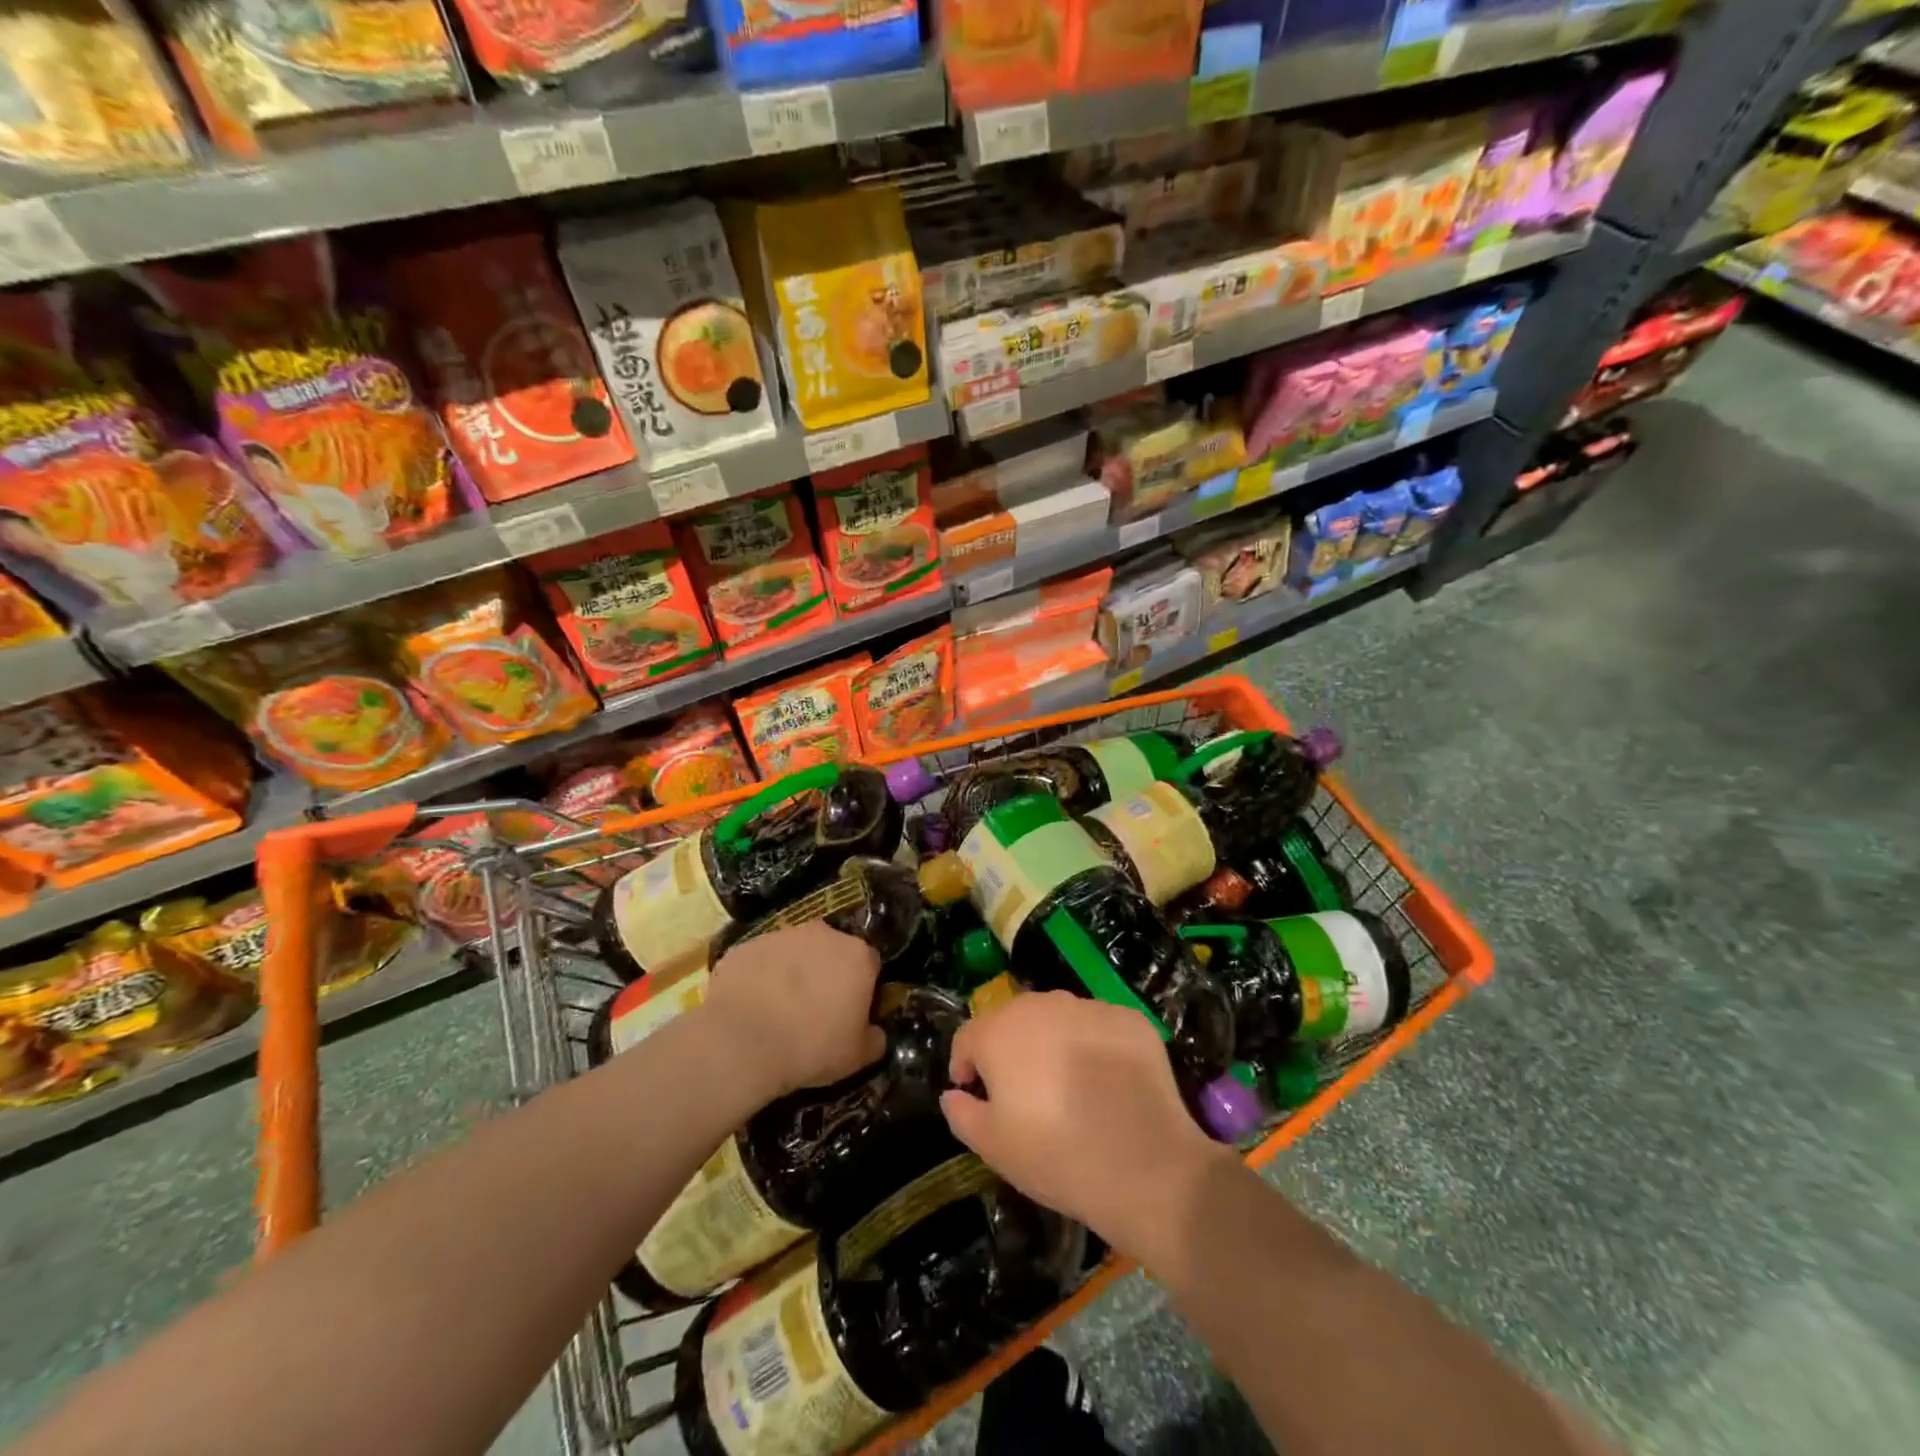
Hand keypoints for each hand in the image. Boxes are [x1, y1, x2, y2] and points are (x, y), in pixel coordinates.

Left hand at [701, 921, 885, 1099]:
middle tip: (815, 1008)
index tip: (851, 1011)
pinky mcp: (748, 944)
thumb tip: (875, 1033)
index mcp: (857, 956)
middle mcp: (824, 934)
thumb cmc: (811, 1047)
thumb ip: (874, 1039)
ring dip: (792, 971)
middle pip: (832, 950)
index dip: (862, 987)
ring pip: (795, 951)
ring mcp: (782, 935)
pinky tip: (751, 1005)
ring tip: (778, 1008)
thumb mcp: (857, 1057)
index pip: (870, 964)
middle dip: (827, 972)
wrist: (743, 1042)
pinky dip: (761, 976)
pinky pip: (762, 959)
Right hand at [940, 992, 1230, 1259]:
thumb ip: (962, 1113)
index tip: (975, 1093)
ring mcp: (1089, 1007)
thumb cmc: (1056, 1155)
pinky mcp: (1130, 1019)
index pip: (968, 1037)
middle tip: (1022, 1093)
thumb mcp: (993, 1147)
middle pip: (1013, 1020)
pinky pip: (1099, 1028)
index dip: (966, 1065)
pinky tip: (1106, 1084)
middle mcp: (1042, 1005)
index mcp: (1000, 1031)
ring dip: (1053, 1043)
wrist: (1145, 1165)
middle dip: (1009, 1049)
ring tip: (1066, 1087)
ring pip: (1058, 1019)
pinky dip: (1095, 1047)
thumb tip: (953, 1093)